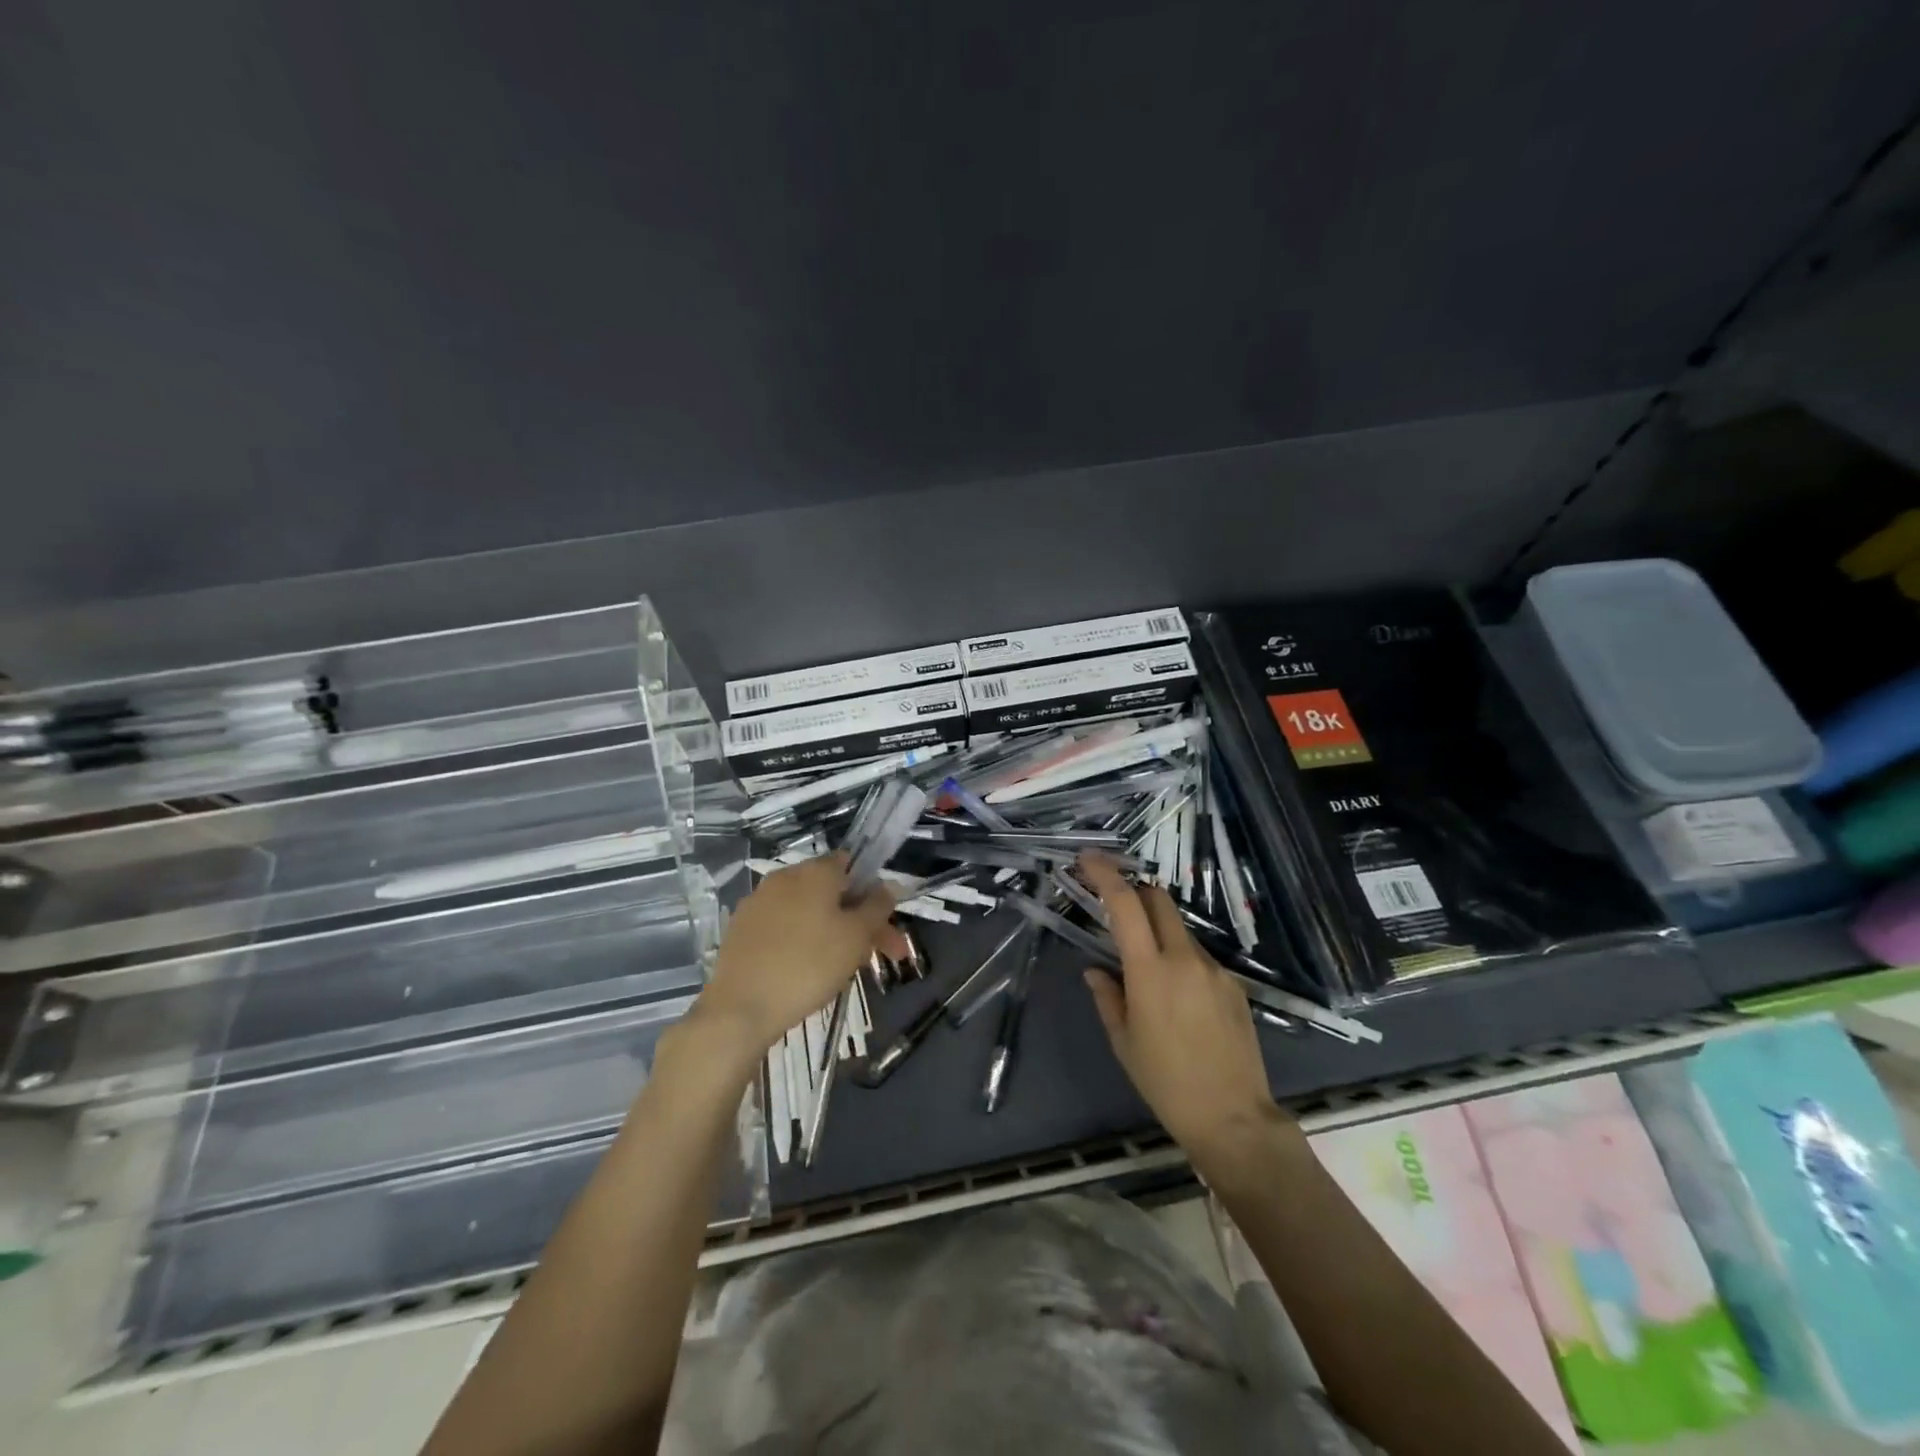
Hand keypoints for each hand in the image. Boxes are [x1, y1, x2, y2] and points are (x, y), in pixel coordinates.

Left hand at [690, 853, 904, 1071]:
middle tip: (882, 956)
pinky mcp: (741, 929)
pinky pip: (784, 928)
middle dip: (859, 921)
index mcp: (814, 871)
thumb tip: (888, 885)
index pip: (851, 864)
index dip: (873, 891)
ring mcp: (758, 903)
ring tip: (847, 970)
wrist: (740, 1008)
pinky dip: (803, 942)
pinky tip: (809, 971)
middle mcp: (784, 877)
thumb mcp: (856, 936)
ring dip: (833, 933)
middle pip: (832, 892)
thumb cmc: (809, 965)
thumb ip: (877, 906)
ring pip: (808, 912)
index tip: (886, 924)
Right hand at [1079, 854, 1290, 1160]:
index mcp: (1150, 972)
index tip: (1089, 860)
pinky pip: (1200, 956)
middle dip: (1135, 891)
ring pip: (1180, 929)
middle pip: (1159, 900)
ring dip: (1158, 930)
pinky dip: (1180, 958)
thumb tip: (1096, 970)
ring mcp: (1215, 969)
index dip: (1106, 874)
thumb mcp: (1124, 1042)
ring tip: (1146, 967)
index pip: (1126, 904)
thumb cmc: (1166, 1083)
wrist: (1233, 1118)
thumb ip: (1107, 997)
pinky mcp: (1235, 985)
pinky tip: (1177, 996)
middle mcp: (1185, 959)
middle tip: (1115, 906)